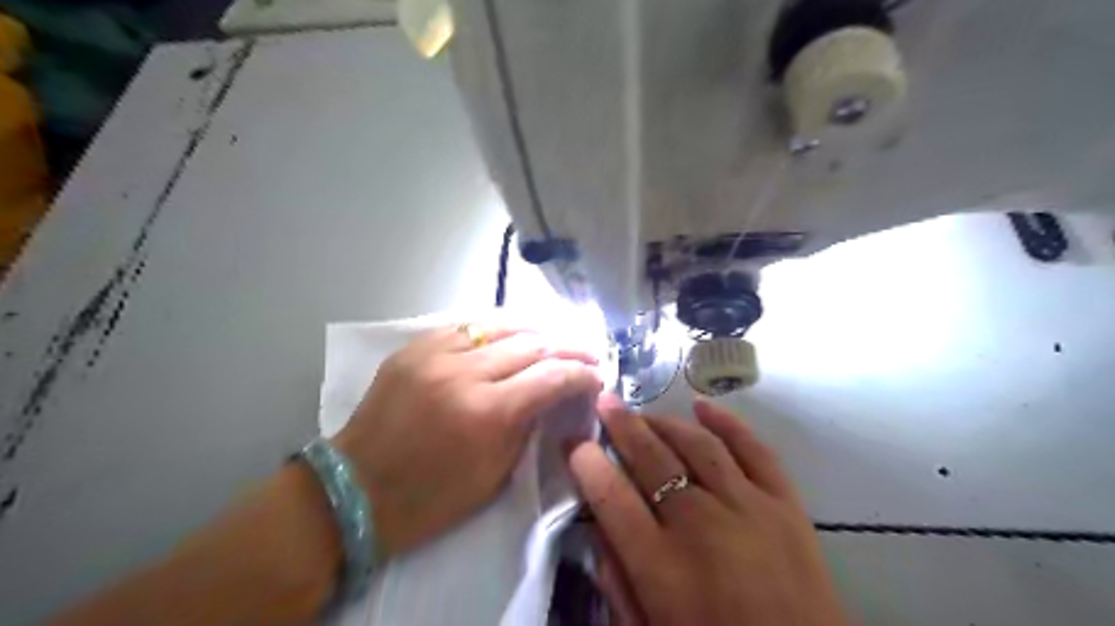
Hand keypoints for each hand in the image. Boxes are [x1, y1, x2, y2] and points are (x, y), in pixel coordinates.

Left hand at [335, 322, 606, 555]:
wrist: (355, 491)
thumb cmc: (431, 499)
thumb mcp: (495, 474)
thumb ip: (529, 425)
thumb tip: (553, 395)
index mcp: (488, 413)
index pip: (552, 376)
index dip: (582, 373)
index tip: (597, 376)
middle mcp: (464, 373)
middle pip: (532, 343)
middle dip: (569, 346)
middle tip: (588, 353)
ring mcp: (434, 354)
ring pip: (500, 324)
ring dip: (536, 329)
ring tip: (556, 336)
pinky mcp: (413, 348)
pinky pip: (465, 326)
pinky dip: (495, 328)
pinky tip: (511, 333)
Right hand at [570, 397, 850, 624]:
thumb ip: (618, 583)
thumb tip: (598, 530)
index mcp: (661, 564)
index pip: (611, 496)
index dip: (586, 462)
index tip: (573, 441)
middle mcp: (700, 523)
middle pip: (651, 457)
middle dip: (621, 425)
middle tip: (603, 402)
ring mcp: (747, 506)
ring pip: (697, 445)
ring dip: (665, 421)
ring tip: (644, 413)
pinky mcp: (785, 504)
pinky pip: (754, 449)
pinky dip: (728, 423)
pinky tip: (704, 407)